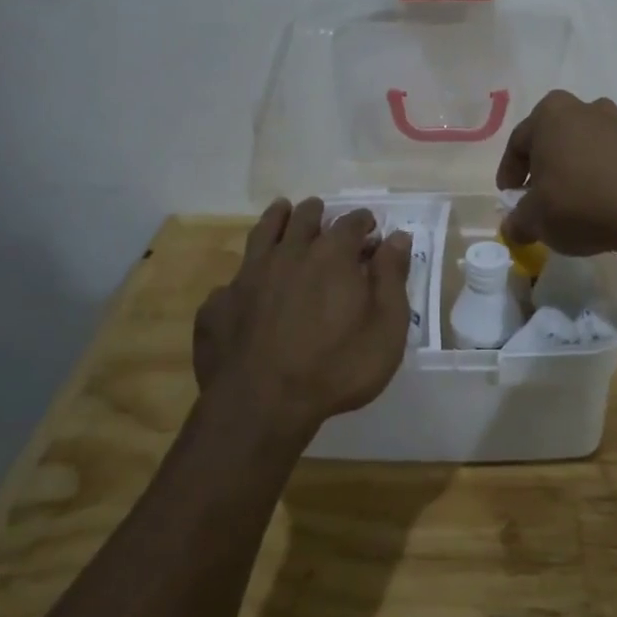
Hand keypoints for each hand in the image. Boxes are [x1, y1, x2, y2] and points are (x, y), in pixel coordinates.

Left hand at [192, 198, 412, 442]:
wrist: (260, 405)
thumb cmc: (336, 367)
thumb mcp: (386, 327)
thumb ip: (392, 278)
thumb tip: (398, 237)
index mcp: (331, 256)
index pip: (350, 223)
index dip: (362, 221)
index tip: (370, 226)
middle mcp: (288, 254)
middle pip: (303, 219)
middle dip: (316, 212)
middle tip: (321, 211)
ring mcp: (247, 277)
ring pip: (262, 234)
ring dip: (275, 220)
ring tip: (281, 211)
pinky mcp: (218, 305)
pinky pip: (232, 282)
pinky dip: (243, 278)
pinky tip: (245, 288)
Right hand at [495, 91, 616, 256]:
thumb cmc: (577, 203)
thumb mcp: (535, 219)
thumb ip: (517, 221)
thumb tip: (513, 227)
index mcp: (549, 113)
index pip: (518, 143)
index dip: (509, 173)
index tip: (509, 197)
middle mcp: (582, 108)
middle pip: (550, 140)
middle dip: (541, 167)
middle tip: (535, 196)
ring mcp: (615, 123)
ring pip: (579, 147)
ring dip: (569, 170)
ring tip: (566, 202)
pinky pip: (604, 158)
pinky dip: (594, 175)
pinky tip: (593, 202)